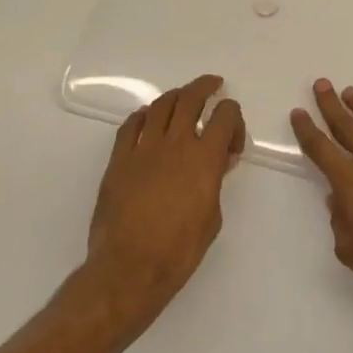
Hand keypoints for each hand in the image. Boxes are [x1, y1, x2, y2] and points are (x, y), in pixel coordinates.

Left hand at [85, 75, 244, 322]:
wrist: (129, 268)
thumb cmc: (179, 249)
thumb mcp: (212, 216)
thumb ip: (216, 181)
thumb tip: (219, 161)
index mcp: (204, 158)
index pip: (225, 116)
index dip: (234, 117)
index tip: (232, 140)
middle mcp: (175, 144)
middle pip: (191, 99)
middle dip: (205, 87)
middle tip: (213, 85)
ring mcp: (143, 149)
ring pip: (160, 106)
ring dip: (175, 96)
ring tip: (183, 96)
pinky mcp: (118, 160)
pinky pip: (131, 125)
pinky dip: (143, 115)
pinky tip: (148, 118)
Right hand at [291, 79, 352, 310]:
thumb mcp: (350, 250)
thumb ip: (340, 222)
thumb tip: (337, 199)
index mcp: (350, 183)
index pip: (321, 150)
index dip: (307, 130)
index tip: (298, 112)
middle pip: (347, 128)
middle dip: (332, 106)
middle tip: (322, 85)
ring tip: (352, 91)